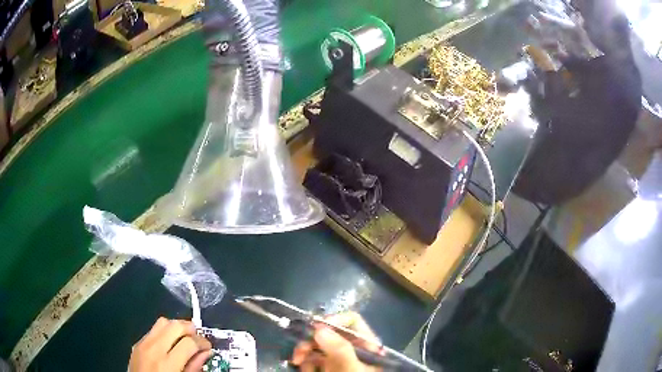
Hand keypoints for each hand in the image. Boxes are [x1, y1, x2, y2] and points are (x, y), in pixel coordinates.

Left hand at [129, 317, 211, 371]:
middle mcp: (153, 349)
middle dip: (190, 329)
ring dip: (176, 327)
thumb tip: (205, 353)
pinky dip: (165, 332)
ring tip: (184, 338)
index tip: (208, 346)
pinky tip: (170, 343)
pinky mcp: (136, 343)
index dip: (202, 342)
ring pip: (162, 322)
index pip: (189, 342)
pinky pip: (153, 330)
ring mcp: (142, 344)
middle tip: (198, 338)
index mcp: (167, 364)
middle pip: (175, 325)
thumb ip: (194, 367)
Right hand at [291, 312, 382, 371]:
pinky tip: (304, 370)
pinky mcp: (328, 368)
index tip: (315, 328)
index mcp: (366, 345)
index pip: (352, 322)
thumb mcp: (351, 370)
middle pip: (330, 333)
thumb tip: (319, 328)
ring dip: (305, 352)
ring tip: (298, 362)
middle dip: (312, 340)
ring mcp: (339, 359)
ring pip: (318, 346)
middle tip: (299, 351)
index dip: (334, 320)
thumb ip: (340, 350)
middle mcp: (353, 349)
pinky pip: (313, 359)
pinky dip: (306, 364)